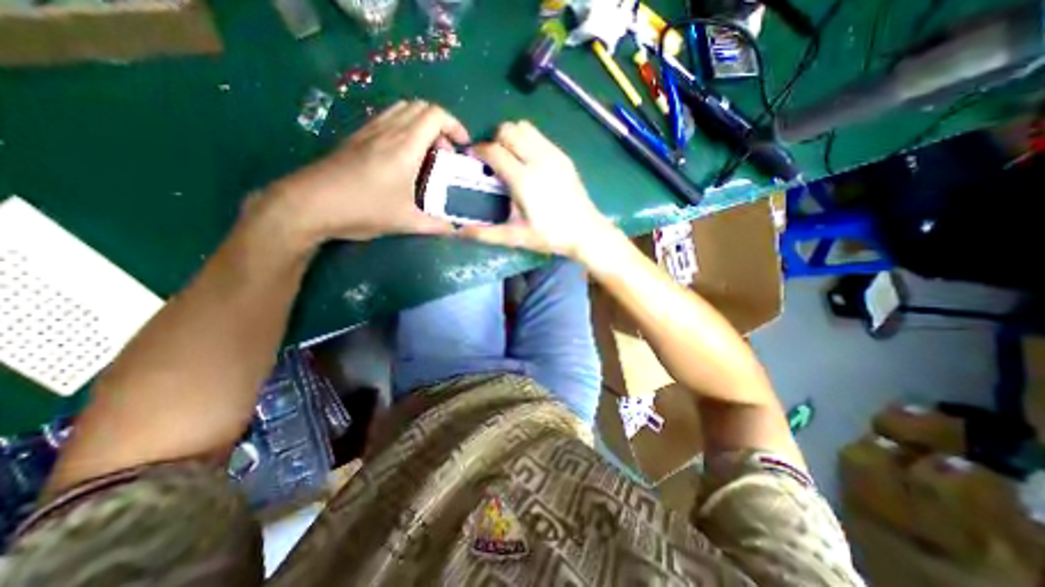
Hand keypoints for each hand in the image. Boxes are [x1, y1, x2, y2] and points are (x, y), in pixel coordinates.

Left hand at [267, 101, 471, 242]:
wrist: (310, 204)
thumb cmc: (364, 209)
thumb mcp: (406, 222)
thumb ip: (437, 225)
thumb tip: (457, 230)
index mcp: (405, 146)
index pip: (435, 115)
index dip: (455, 125)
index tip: (463, 146)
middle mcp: (388, 130)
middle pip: (420, 107)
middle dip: (441, 126)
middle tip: (445, 154)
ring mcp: (369, 131)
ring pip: (402, 110)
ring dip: (421, 125)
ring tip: (427, 154)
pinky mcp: (357, 138)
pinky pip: (387, 120)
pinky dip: (404, 129)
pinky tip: (403, 157)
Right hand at [461, 122, 612, 261]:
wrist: (586, 232)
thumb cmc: (551, 236)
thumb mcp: (517, 237)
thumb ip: (487, 233)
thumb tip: (459, 232)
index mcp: (524, 180)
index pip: (494, 151)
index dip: (479, 151)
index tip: (473, 158)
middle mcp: (538, 160)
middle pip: (508, 130)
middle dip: (494, 140)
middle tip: (493, 160)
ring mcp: (553, 155)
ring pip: (524, 127)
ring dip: (511, 136)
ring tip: (510, 158)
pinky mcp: (563, 156)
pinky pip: (539, 136)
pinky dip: (527, 140)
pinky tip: (528, 162)